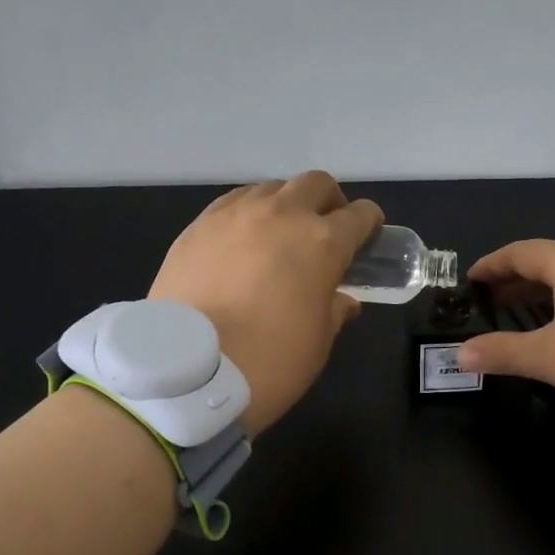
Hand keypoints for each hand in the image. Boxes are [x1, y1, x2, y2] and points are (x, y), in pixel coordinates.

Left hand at [149, 172, 381, 435]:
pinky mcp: (199, 225)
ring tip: (279, 234)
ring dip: (286, 204)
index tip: (368, 234)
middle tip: (326, 228)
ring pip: (272, 188)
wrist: (185, 370)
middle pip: (315, 184)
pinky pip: (234, 202)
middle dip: (329, 200)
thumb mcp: (317, 343)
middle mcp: (282, 215)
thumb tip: (343, 300)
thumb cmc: (268, 361)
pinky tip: (242, 239)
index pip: (359, 215)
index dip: (369, 223)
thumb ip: (334, 311)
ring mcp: (236, 215)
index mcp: (322, 243)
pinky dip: (249, 213)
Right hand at [457, 240, 554, 451]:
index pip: (521, 252)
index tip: (471, 280)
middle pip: (552, 261)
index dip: (492, 265)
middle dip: (519, 280)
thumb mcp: (548, 358)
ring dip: (550, 291)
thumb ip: (501, 353)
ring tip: (530, 315)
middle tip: (493, 302)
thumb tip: (460, 355)